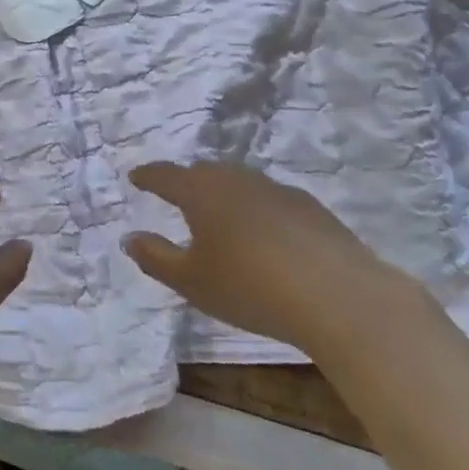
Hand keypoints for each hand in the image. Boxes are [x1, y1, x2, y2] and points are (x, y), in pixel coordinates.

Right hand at [123, 162, 417, 354]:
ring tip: (221, 217)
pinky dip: (259, 211)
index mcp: (201, 191)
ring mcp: (277, 189)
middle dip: (187, 182)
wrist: (338, 296)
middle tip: (177, 197)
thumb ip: (156, 257)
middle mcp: (236, 179)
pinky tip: (266, 236)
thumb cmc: (250, 286)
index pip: (165, 175)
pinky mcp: (311, 207)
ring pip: (240, 184)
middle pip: (204, 173)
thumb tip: (130, 237)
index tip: (136, 177)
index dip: (148, 176)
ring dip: (225, 195)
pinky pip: (271, 201)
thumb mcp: (191, 281)